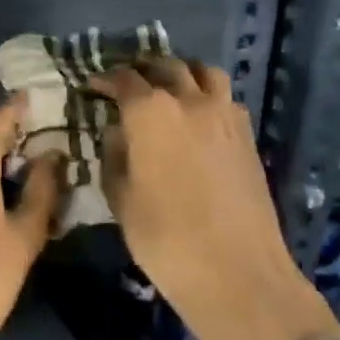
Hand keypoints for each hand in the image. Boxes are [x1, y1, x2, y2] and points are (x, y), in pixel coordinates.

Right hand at [90, 59, 335, 339]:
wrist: (238, 274)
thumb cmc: (165, 237)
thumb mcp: (120, 197)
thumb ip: (114, 154)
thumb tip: (117, 132)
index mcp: (150, 112)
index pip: (123, 79)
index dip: (104, 79)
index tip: (92, 86)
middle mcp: (189, 101)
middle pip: (165, 66)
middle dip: (142, 68)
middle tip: (127, 81)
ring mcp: (224, 116)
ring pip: (204, 72)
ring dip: (182, 72)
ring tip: (168, 86)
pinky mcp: (247, 137)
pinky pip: (225, 98)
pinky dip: (207, 95)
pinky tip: (197, 116)